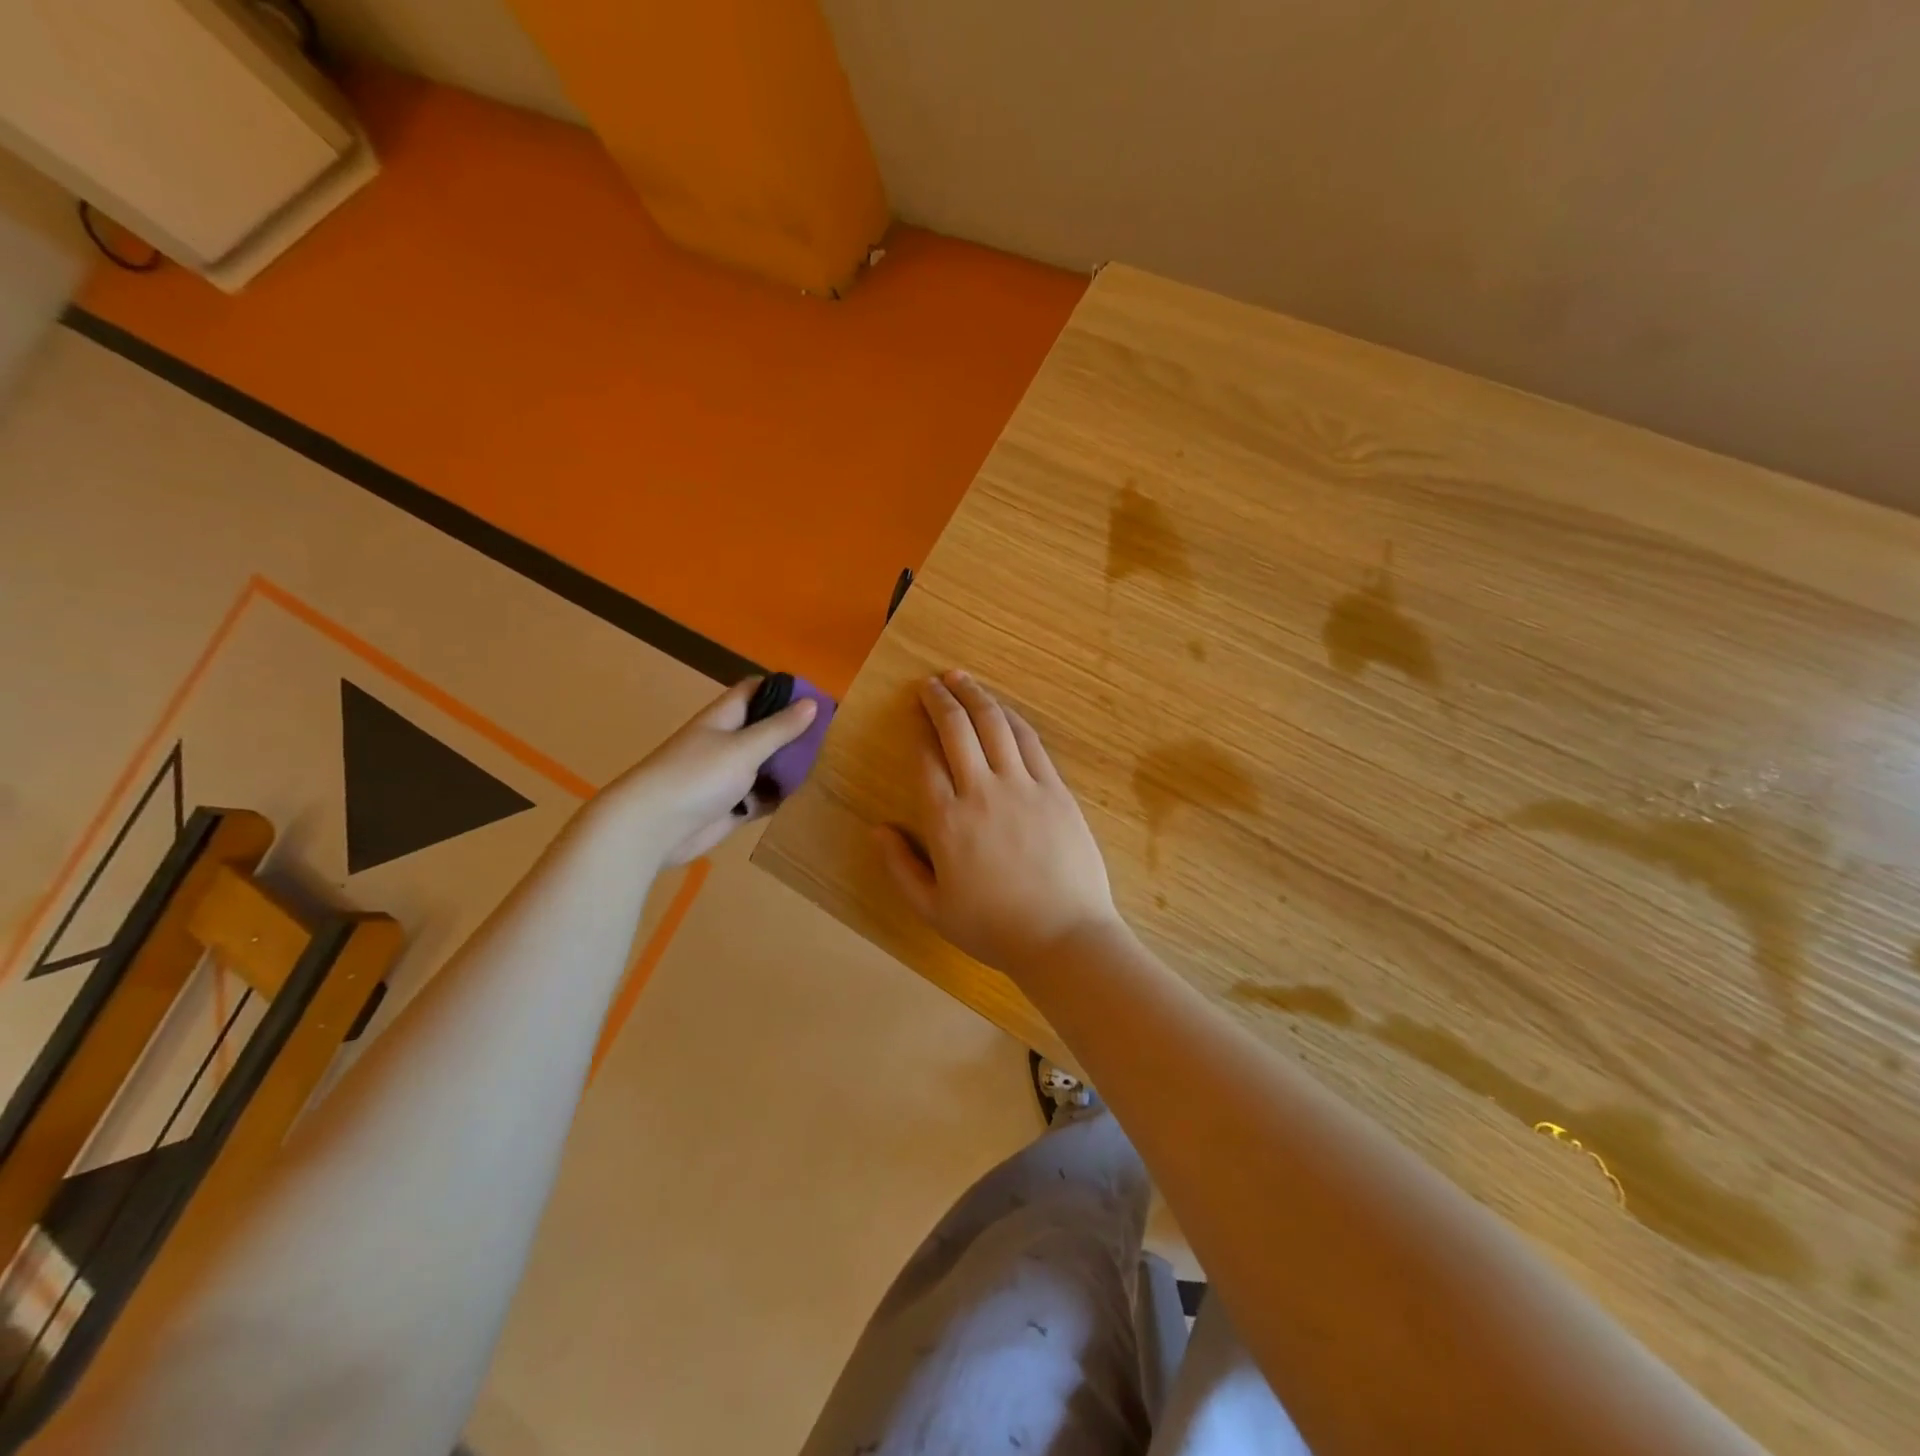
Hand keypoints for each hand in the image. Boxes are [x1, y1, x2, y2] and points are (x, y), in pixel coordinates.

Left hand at [598, 677, 817, 865]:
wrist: (653, 828)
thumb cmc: (697, 776)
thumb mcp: (744, 747)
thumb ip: (779, 728)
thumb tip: (812, 703)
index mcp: (724, 718)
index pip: (755, 691)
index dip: (783, 689)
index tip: (817, 696)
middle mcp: (726, 742)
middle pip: (765, 729)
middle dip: (794, 731)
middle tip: (833, 735)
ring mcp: (727, 776)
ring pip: (766, 764)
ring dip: (789, 765)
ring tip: (829, 764)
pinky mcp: (730, 806)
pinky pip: (761, 795)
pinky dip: (779, 795)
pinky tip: (806, 795)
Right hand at [876, 670, 1120, 977]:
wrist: (1064, 936)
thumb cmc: (993, 928)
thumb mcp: (932, 909)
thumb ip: (900, 866)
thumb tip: (876, 829)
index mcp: (946, 821)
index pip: (925, 759)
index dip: (917, 729)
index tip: (913, 713)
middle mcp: (981, 792)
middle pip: (957, 729)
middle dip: (939, 699)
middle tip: (930, 683)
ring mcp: (1022, 786)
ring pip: (994, 724)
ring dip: (975, 696)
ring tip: (960, 678)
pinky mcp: (1054, 789)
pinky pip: (1030, 741)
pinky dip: (1011, 717)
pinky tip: (1001, 708)